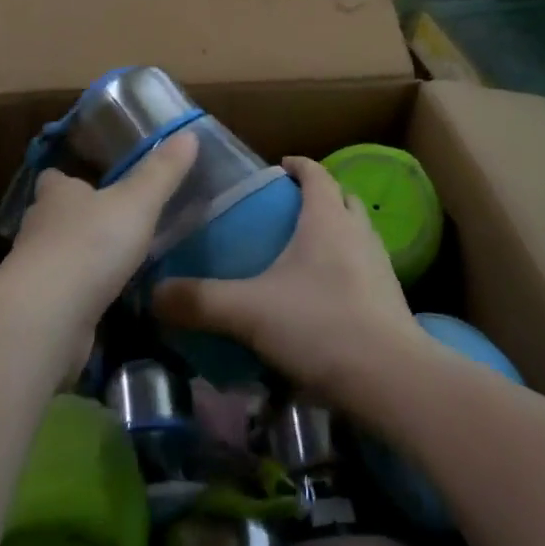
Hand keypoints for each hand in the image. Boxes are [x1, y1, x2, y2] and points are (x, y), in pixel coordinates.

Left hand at [6, 131, 198, 332]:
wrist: (48, 317)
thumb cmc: (91, 244)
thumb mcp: (137, 202)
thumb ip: (162, 171)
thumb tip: (189, 133)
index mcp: (57, 194)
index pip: (54, 178)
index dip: (67, 179)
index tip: (87, 180)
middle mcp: (39, 227)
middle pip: (52, 216)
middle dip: (75, 218)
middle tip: (108, 221)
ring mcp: (34, 272)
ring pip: (55, 256)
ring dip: (77, 258)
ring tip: (111, 262)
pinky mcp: (39, 309)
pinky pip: (61, 294)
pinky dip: (78, 295)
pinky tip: (102, 301)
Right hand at [152, 156, 428, 408]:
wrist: (391, 379)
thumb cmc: (320, 325)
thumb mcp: (249, 312)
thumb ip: (199, 301)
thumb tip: (153, 294)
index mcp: (327, 218)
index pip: (315, 173)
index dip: (297, 166)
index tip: (276, 168)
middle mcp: (358, 232)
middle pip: (340, 199)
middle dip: (316, 197)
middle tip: (284, 212)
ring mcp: (379, 265)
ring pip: (355, 233)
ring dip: (334, 232)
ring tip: (301, 253)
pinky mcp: (390, 298)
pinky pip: (364, 267)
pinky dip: (344, 267)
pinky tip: (322, 297)